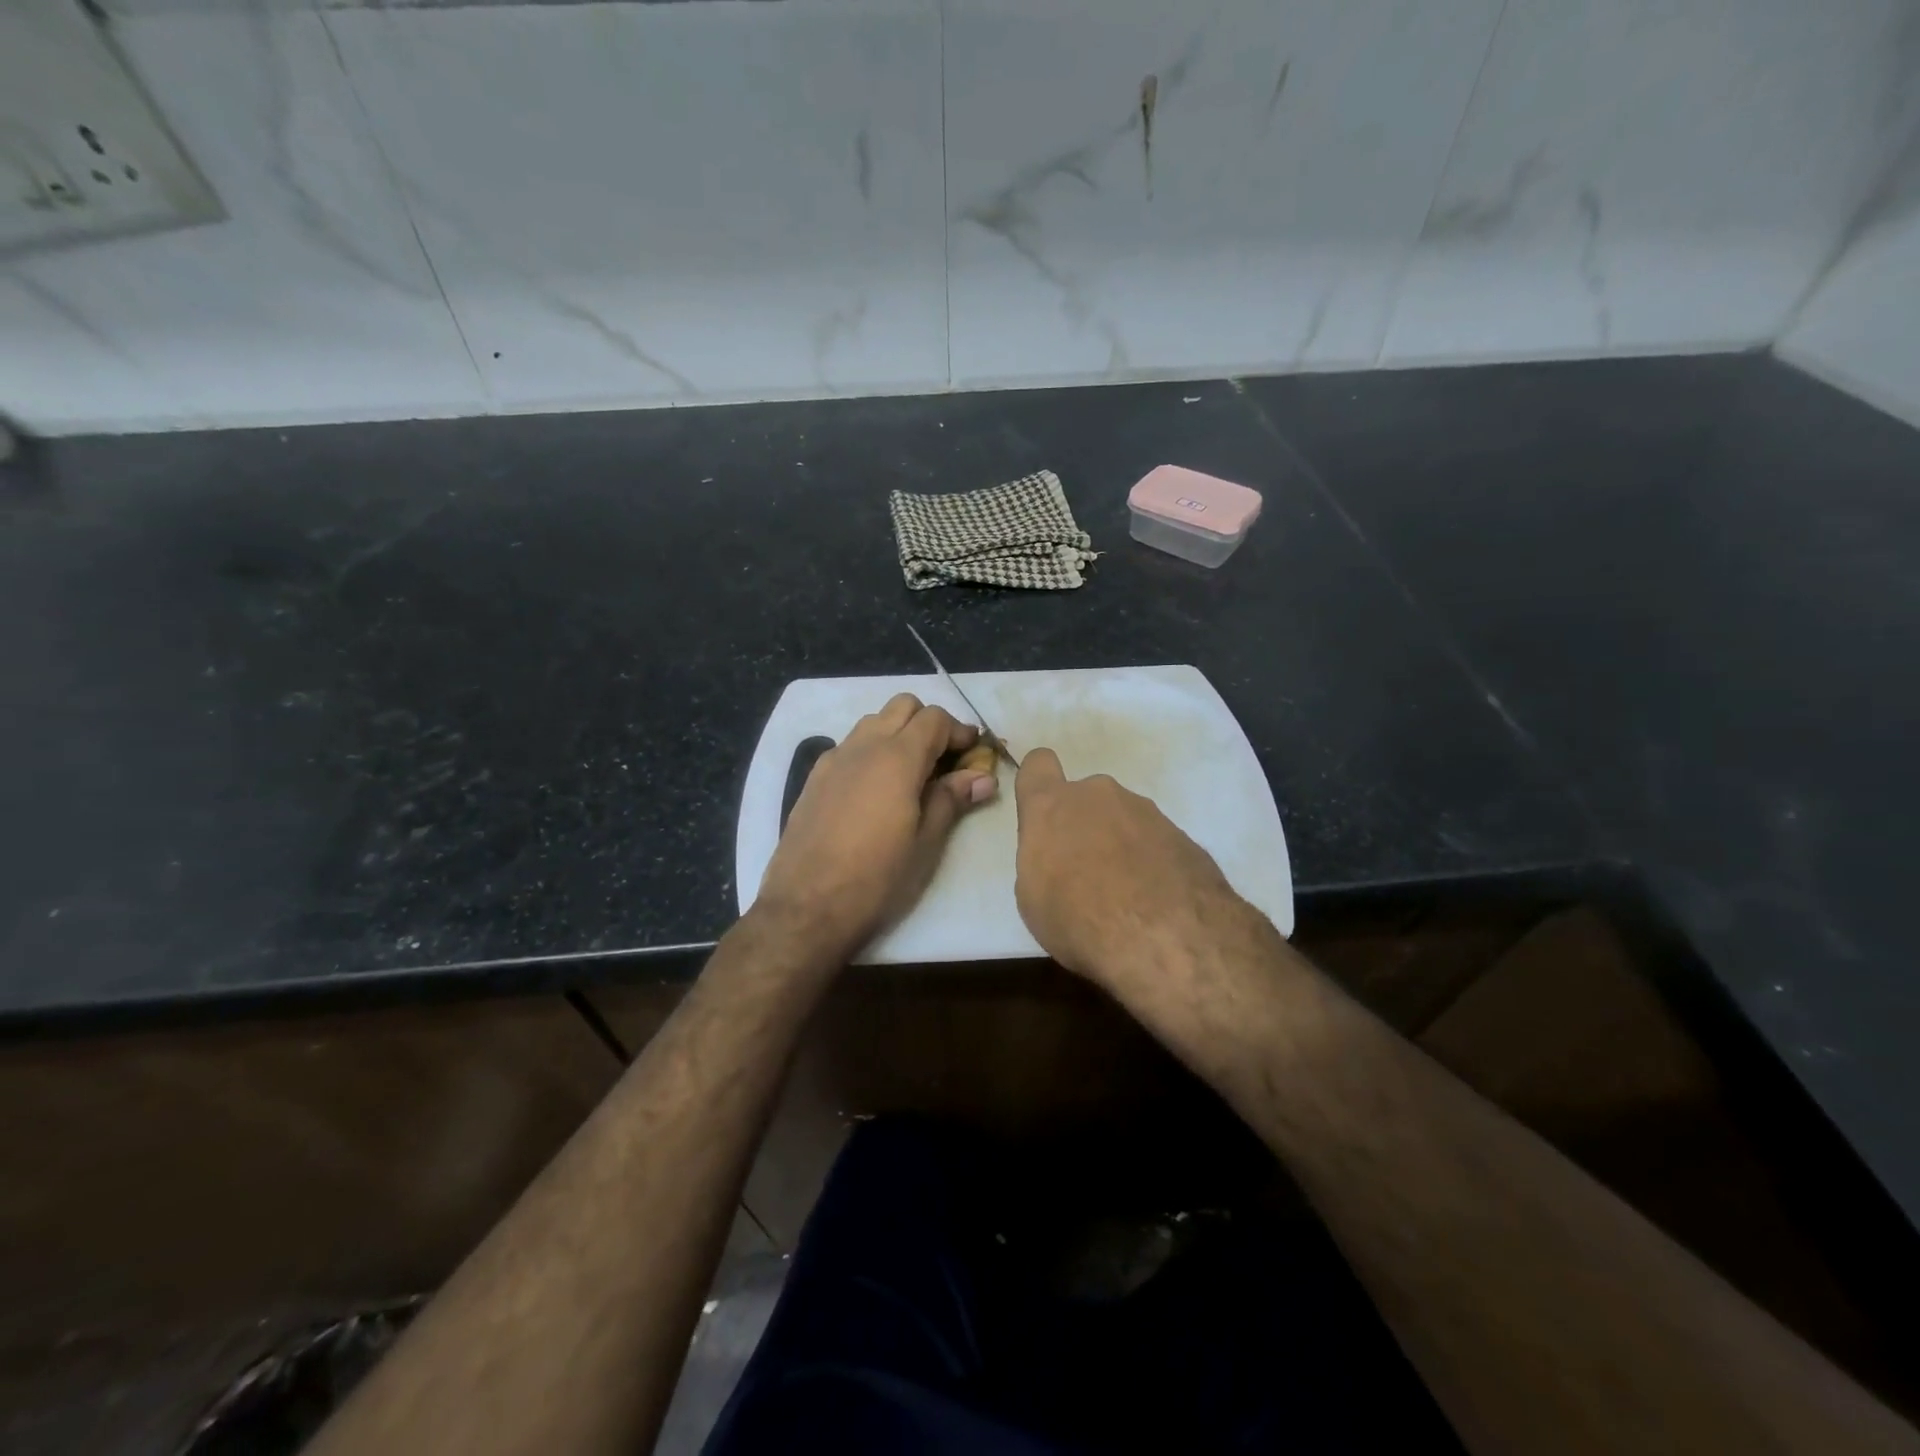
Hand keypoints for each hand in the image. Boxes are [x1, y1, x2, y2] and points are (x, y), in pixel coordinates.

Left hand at [755, 694, 997, 961]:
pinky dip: (871, 751)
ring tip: (911, 774)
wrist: (806, 907)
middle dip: (928, 723)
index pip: (934, 718)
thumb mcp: (925, 843)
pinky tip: (875, 791)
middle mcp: (863, 746)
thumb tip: (983, 777)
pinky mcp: (814, 777)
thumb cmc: (877, 878)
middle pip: (902, 706)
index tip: (973, 754)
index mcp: (897, 757)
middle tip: (944, 760)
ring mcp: (834, 758)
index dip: (959, 731)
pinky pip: (849, 746)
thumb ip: (952, 799)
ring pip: (873, 722)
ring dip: (897, 733)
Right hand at [1013, 747, 1259, 989]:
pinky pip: (1156, 843)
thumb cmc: (1078, 918)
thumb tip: (1058, 860)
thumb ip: (1043, 861)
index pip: (1038, 765)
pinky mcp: (1183, 836)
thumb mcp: (1033, 898)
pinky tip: (1157, 903)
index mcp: (1053, 806)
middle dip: (1084, 826)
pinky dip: (1153, 864)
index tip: (1044, 815)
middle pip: (1085, 799)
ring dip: (1121, 846)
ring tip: (1127, 896)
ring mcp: (1146, 812)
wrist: (1164, 936)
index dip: (1039, 784)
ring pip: (1124, 820)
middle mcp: (1099, 796)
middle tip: (1087, 874)